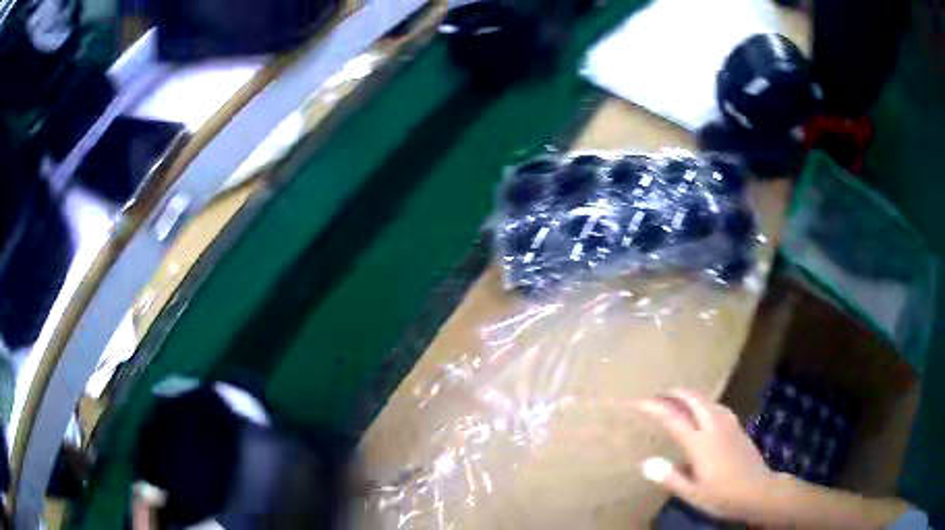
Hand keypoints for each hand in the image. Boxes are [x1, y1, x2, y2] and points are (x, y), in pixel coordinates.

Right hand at [637, 389, 778, 520]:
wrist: (758, 490)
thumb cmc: (722, 495)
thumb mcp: (692, 493)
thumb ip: (670, 477)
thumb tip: (645, 463)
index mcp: (700, 443)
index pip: (673, 418)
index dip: (654, 407)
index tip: (638, 401)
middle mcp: (714, 426)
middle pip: (693, 399)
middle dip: (674, 392)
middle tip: (657, 394)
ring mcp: (728, 424)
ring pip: (707, 399)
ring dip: (689, 395)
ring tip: (676, 399)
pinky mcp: (737, 427)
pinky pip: (716, 406)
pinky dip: (703, 402)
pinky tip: (703, 410)